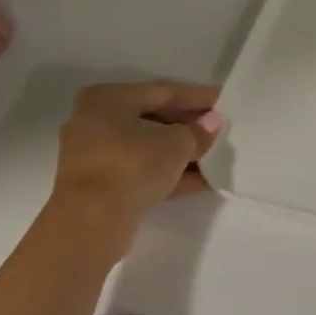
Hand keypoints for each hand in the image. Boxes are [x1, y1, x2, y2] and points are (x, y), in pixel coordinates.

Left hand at [48, 81, 223, 257]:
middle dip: (188, 126)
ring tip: (215, 156)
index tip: (223, 100)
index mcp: (108, 99)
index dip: (197, 97)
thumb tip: (212, 123)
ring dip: (181, 153)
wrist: (91, 222)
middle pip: (152, 119)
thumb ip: (198, 131)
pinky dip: (167, 174)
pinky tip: (201, 181)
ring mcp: (94, 156)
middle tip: (220, 129)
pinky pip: (140, 171)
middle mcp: (95, 122)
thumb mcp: (177, 143)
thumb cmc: (133, 165)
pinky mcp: (99, 186)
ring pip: (147, 148)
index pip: (162, 92)